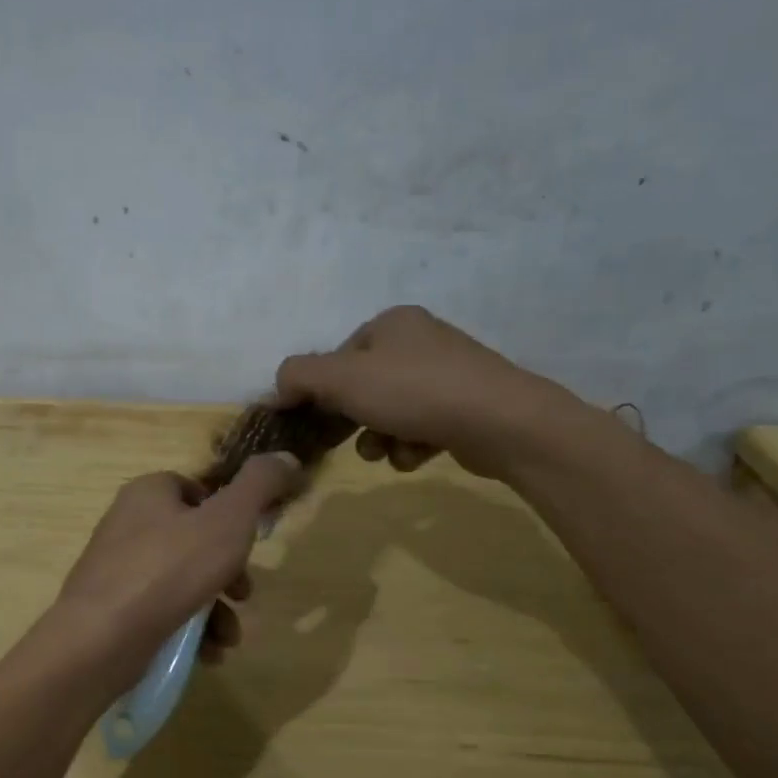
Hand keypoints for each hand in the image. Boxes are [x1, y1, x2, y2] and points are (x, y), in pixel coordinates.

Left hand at [57, 455, 300, 663]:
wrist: (99, 639)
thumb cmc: (168, 570)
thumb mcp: (228, 521)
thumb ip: (261, 485)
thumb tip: (288, 457)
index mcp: (148, 492)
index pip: (197, 491)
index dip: (230, 516)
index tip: (250, 543)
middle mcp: (128, 524)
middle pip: (195, 541)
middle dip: (229, 573)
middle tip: (245, 595)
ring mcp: (117, 569)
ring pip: (183, 582)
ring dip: (215, 609)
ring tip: (228, 636)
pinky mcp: (113, 609)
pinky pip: (162, 611)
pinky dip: (189, 629)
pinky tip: (207, 653)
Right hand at [275, 305, 586, 478]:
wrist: (501, 422)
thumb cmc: (413, 392)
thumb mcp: (341, 378)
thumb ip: (298, 376)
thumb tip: (277, 388)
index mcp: (392, 323)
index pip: (338, 357)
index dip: (321, 391)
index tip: (316, 420)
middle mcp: (420, 341)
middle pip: (364, 386)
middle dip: (353, 419)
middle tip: (348, 442)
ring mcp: (448, 374)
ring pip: (391, 411)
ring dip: (380, 437)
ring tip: (387, 452)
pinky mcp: (466, 407)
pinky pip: (421, 426)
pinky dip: (411, 444)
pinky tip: (418, 455)